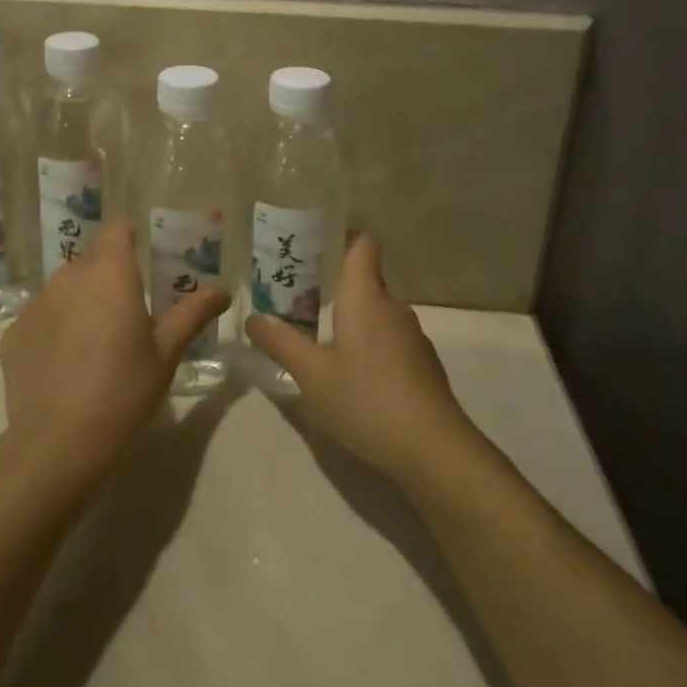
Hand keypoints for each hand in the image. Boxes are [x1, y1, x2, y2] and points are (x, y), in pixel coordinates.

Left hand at [0, 222, 229, 486]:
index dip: (129, 240)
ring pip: (63, 288)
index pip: (116, 231)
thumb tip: (221, 291)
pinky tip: (63, 364)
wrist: (58, 442)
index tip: (141, 262)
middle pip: (91, 261)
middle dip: (107, 277)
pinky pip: (40, 317)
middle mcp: (69, 277)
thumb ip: (192, 314)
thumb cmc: (123, 391)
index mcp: (110, 274)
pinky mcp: (13, 332)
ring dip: (79, 301)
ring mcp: (36, 303)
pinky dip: (53, 328)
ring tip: (92, 342)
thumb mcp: (166, 354)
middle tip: (125, 313)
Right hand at [245, 235, 475, 482]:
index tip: (309, 245)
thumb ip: (281, 343)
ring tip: (315, 332)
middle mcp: (392, 306)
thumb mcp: (312, 374)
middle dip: (331, 281)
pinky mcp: (421, 364)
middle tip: (295, 294)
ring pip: (376, 310)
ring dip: (349, 314)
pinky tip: (349, 371)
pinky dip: (367, 340)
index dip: (339, 236)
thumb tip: (252, 319)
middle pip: (365, 277)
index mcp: (366, 295)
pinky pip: (388, 336)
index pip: (362, 243)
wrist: (434, 450)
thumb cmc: (367, 399)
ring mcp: (412, 336)